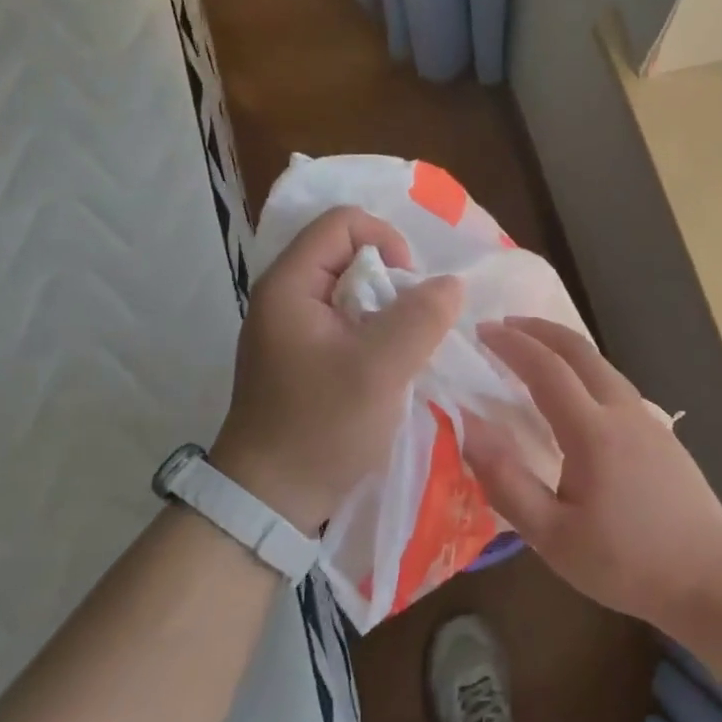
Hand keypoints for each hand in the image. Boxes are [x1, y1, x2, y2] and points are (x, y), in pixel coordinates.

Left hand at [210, 207, 462, 534]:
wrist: (271, 499)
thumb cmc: (321, 427)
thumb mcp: (380, 370)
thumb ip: (420, 318)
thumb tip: (451, 284)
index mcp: (290, 285)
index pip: (343, 222)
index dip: (387, 241)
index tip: (410, 288)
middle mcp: (285, 296)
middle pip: (349, 253)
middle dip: (392, 281)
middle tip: (412, 326)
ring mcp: (292, 328)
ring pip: (352, 290)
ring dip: (388, 312)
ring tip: (404, 350)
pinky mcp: (302, 355)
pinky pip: (347, 321)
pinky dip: (375, 333)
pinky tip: (389, 366)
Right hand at [465, 317, 721, 628]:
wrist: (712, 574)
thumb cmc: (628, 561)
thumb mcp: (554, 537)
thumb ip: (507, 482)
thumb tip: (468, 430)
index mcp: (593, 431)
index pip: (546, 369)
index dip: (511, 345)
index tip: (482, 330)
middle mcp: (623, 411)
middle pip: (580, 350)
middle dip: (540, 330)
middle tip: (505, 325)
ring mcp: (648, 420)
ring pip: (602, 365)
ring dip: (564, 347)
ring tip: (535, 351)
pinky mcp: (661, 435)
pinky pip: (616, 384)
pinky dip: (585, 369)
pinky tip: (576, 393)